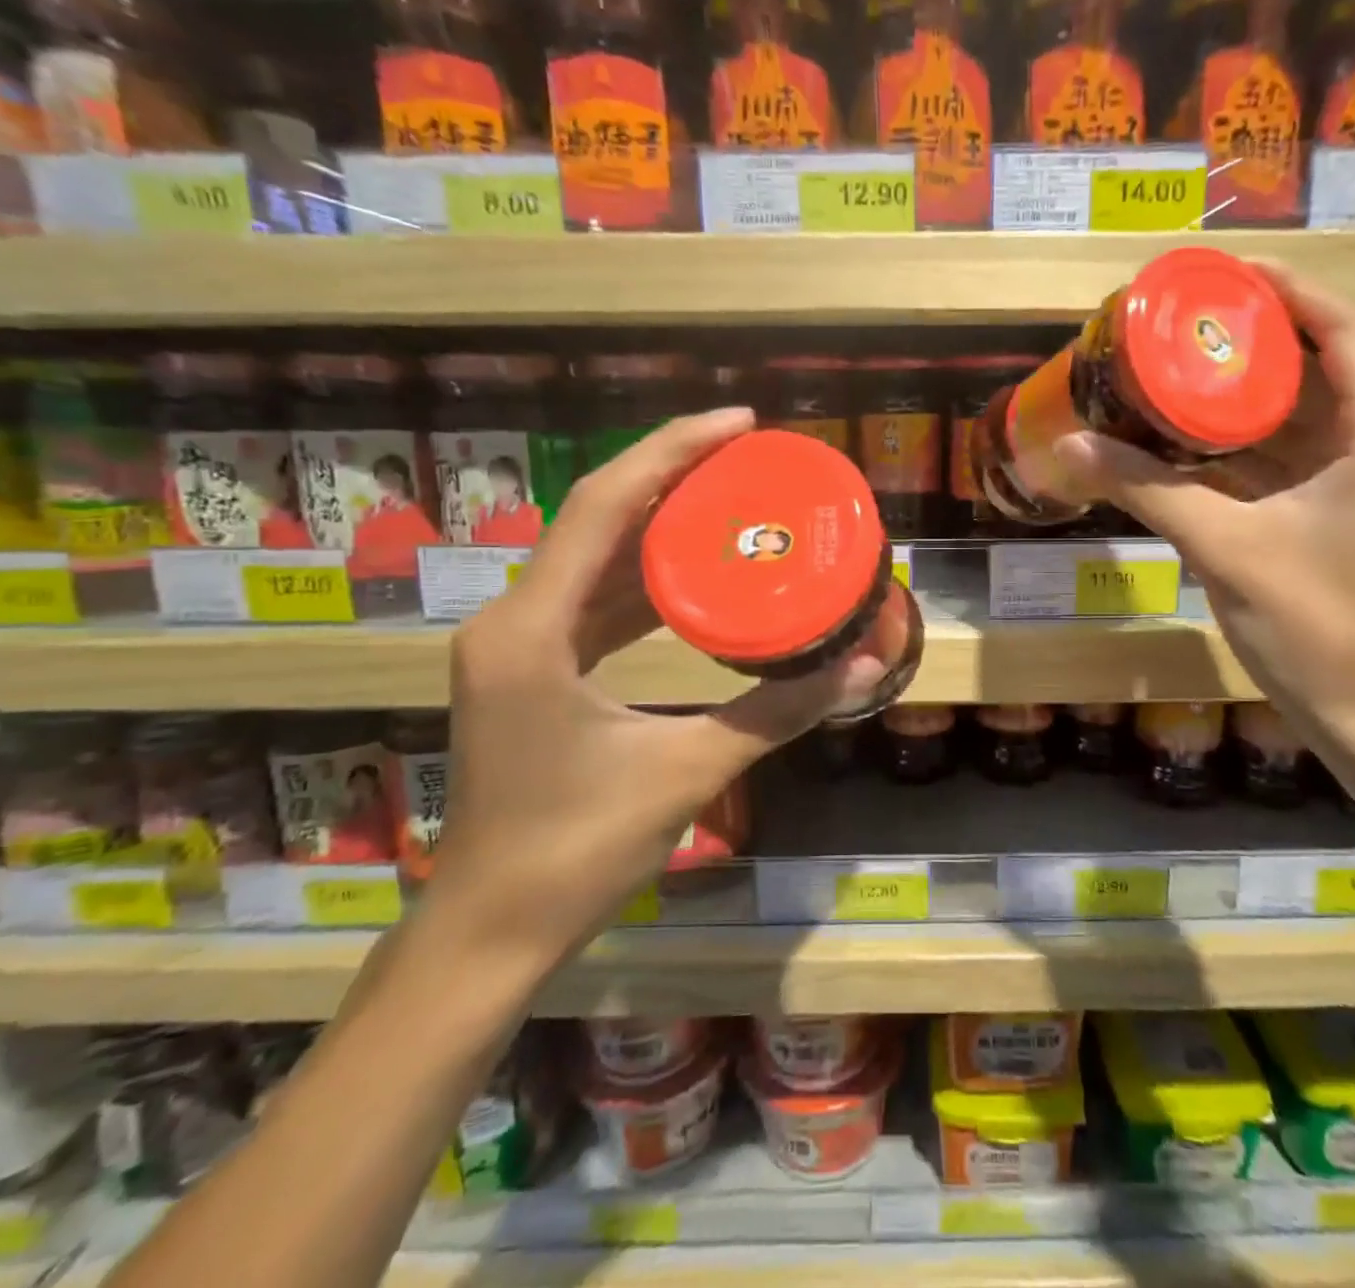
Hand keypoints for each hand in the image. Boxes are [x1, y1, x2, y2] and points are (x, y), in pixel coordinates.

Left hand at [418, 409, 883, 977]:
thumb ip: (778, 713)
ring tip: (729, 500)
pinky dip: (643, 580)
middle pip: (598, 519)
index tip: (738, 423)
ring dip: (657, 526)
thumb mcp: (688, 770)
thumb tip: (863, 672)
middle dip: (671, 476)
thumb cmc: (577, 850)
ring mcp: (517, 648)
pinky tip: (692, 577)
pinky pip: (592, 603)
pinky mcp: (530, 673)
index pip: (605, 506)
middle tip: (747, 456)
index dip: (672, 451)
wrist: (491, 932)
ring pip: (594, 560)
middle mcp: (514, 621)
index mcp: (532, 629)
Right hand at [1052, 261, 1354, 737]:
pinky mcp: (1328, 519)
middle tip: (1182, 321)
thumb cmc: (1317, 624)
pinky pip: (1280, 462)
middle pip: (1319, 366)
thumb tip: (1073, 446)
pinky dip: (1235, 447)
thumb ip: (1150, 491)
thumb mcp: (1228, 547)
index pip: (1346, 331)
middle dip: (1253, 339)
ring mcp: (1354, 486)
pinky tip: (1182, 439)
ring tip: (1174, 367)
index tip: (1224, 273)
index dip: (1290, 290)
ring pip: (1297, 418)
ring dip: (1240, 395)